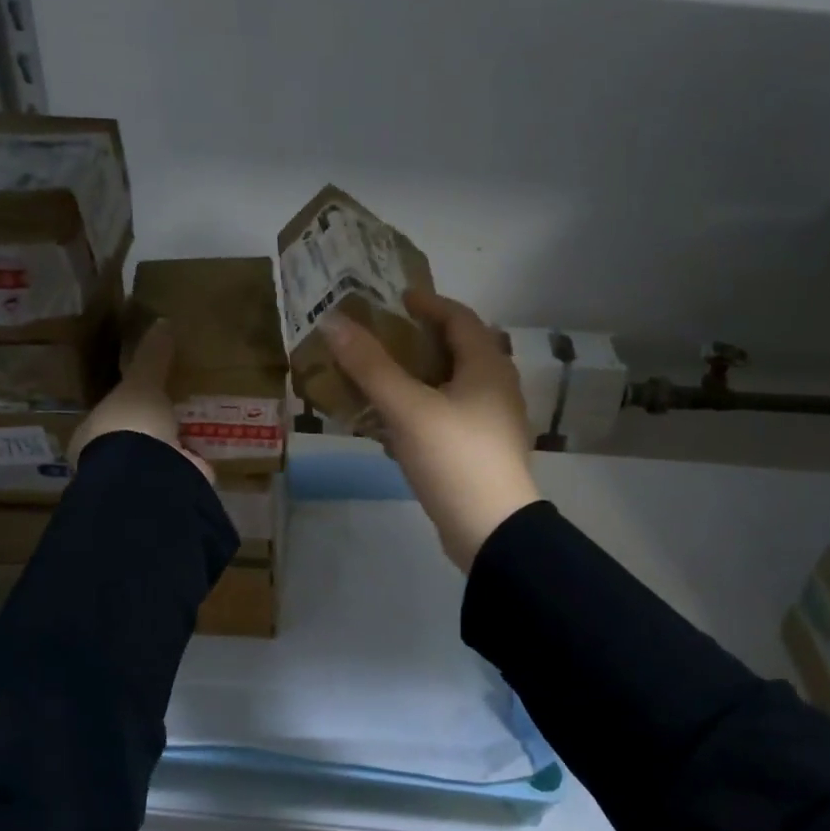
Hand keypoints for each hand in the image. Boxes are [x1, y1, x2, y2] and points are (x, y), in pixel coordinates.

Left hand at [69, 320, 213, 481]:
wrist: (149, 474)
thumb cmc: (131, 424)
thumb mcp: (142, 382)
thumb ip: (152, 357)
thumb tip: (162, 322)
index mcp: (91, 436)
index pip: (106, 417)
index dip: (122, 407)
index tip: (142, 396)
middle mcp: (110, 461)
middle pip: (131, 440)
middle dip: (150, 430)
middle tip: (173, 410)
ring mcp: (138, 481)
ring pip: (156, 459)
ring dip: (173, 448)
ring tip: (196, 428)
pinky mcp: (167, 492)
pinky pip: (183, 473)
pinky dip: (194, 464)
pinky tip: (209, 452)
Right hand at [322, 289, 541, 569]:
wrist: (491, 530)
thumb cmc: (454, 458)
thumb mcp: (408, 408)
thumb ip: (370, 366)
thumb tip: (334, 322)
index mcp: (487, 366)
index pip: (459, 317)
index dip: (427, 303)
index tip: (394, 300)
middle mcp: (495, 387)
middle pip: (455, 350)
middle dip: (417, 341)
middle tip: (378, 338)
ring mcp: (491, 422)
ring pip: (449, 387)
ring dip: (415, 378)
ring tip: (377, 378)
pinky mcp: (480, 451)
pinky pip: (446, 417)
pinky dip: (419, 411)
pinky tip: (390, 426)